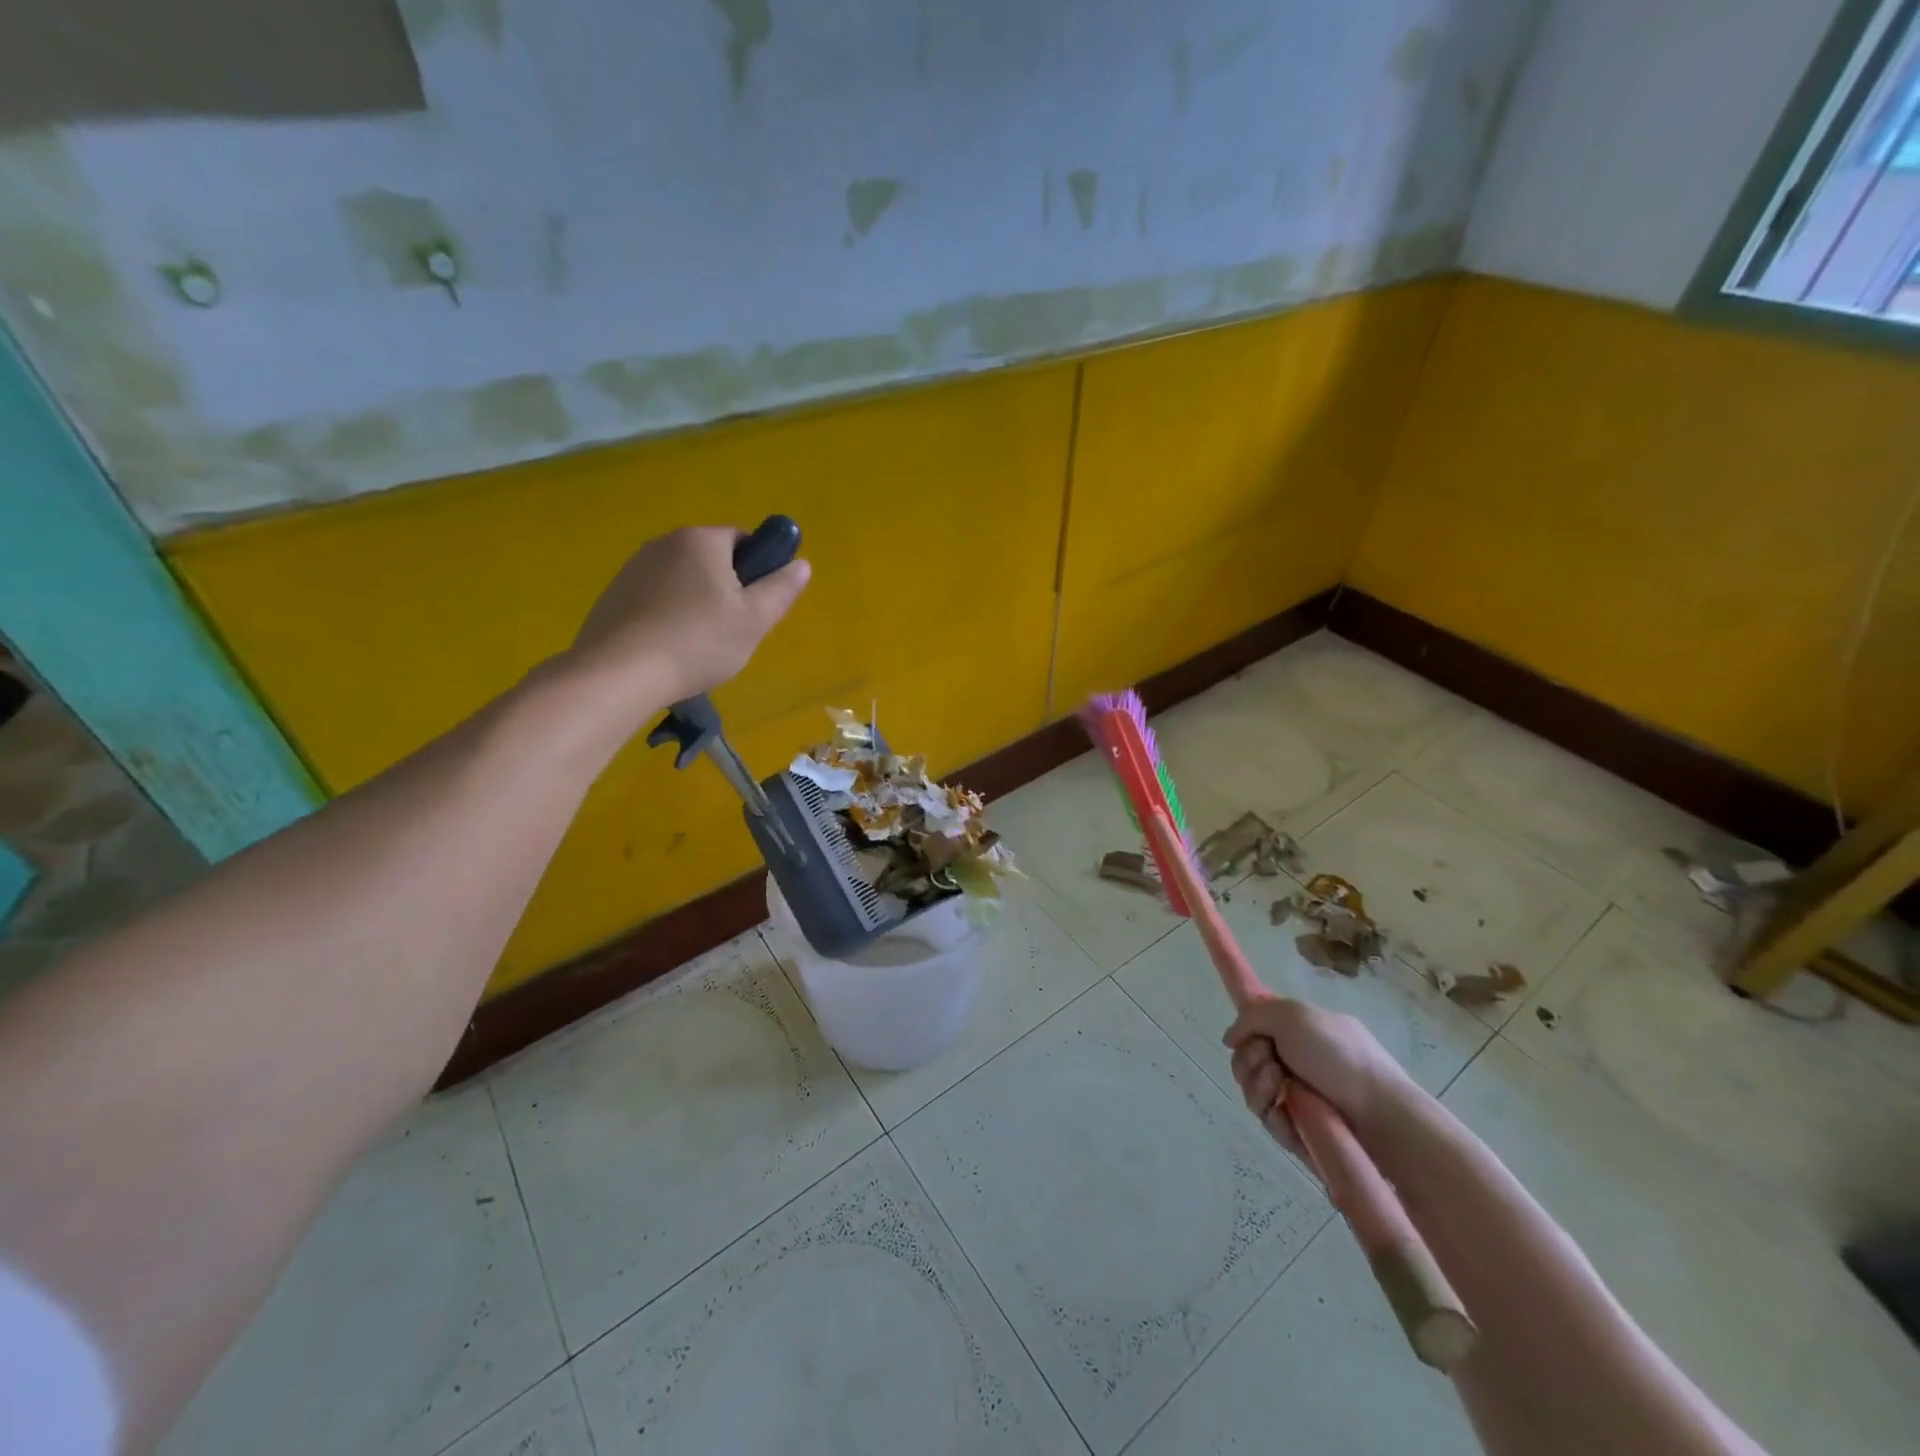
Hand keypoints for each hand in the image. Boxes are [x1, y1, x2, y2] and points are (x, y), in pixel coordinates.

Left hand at [568, 526, 810, 708]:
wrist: (620, 673)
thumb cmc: (698, 641)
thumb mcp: (755, 620)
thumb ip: (781, 589)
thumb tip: (801, 564)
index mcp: (701, 540)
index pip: (743, 540)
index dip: (758, 571)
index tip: (758, 607)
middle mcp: (664, 542)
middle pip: (712, 560)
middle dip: (727, 591)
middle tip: (734, 632)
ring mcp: (634, 568)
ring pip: (683, 581)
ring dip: (697, 605)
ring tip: (700, 646)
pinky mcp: (614, 595)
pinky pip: (656, 599)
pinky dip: (669, 618)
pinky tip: (670, 649)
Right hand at [1222, 997, 1415, 1152]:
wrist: (1380, 1115)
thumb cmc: (1338, 1056)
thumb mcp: (1292, 1015)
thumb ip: (1252, 1017)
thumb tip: (1230, 1038)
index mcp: (1299, 1033)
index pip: (1256, 1031)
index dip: (1246, 1036)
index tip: (1249, 1040)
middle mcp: (1297, 1063)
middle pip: (1247, 1062)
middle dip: (1249, 1063)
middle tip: (1270, 1065)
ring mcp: (1300, 1098)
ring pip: (1254, 1092)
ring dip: (1258, 1089)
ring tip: (1280, 1091)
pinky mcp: (1303, 1131)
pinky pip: (1271, 1122)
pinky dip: (1274, 1118)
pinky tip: (1287, 1117)